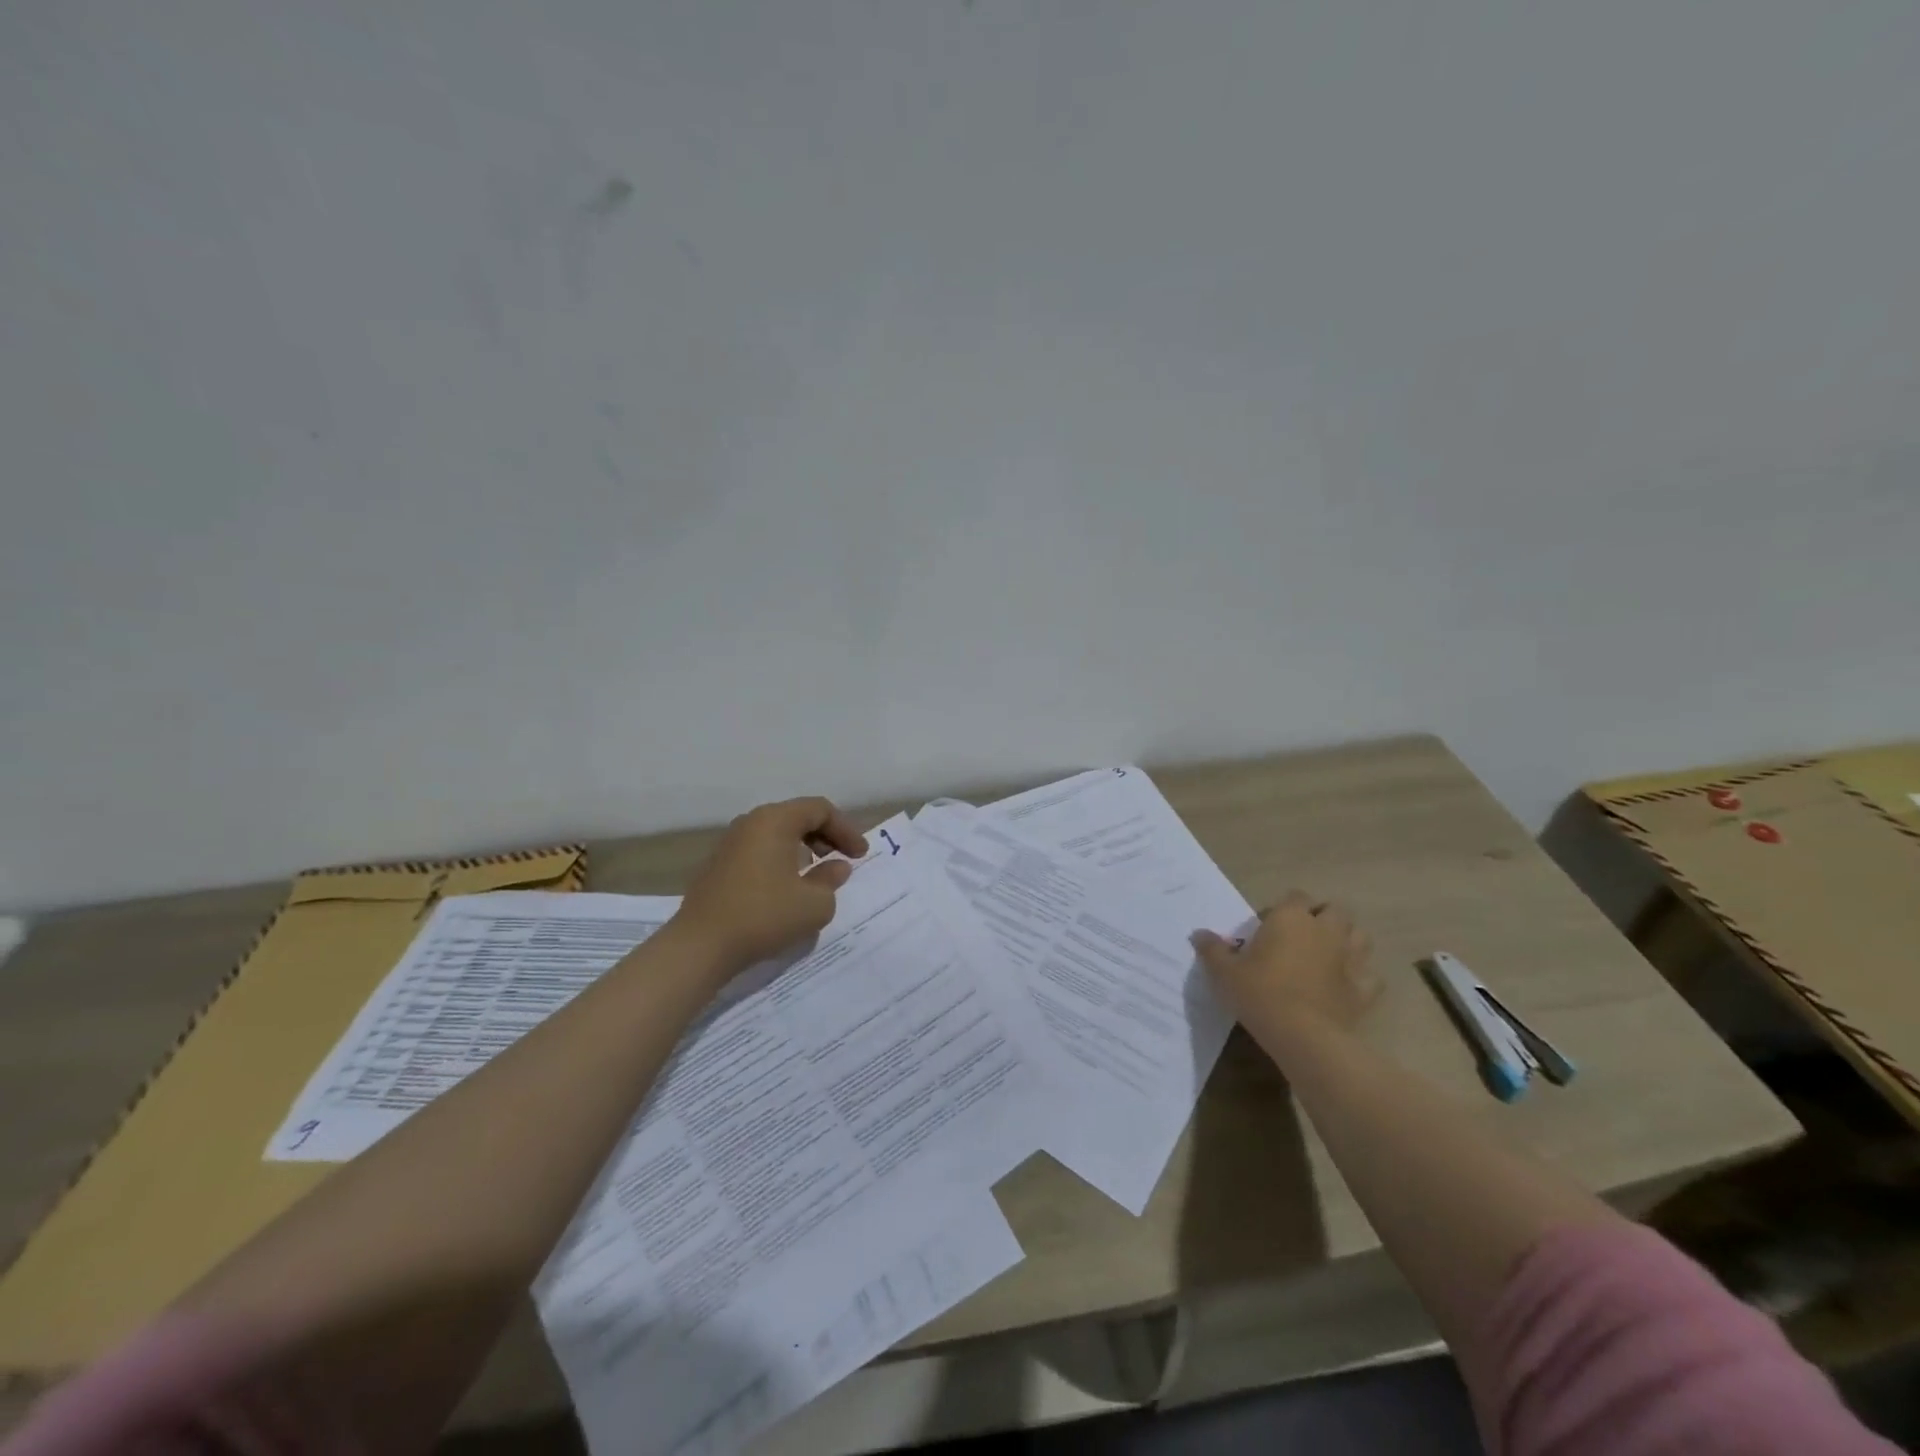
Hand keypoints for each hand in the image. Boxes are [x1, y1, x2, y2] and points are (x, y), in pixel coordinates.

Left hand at [677, 797, 867, 971]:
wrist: (701, 946)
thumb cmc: (764, 916)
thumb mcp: (814, 904)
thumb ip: (831, 880)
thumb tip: (836, 867)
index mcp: (775, 820)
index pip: (820, 809)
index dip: (846, 829)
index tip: (860, 855)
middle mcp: (751, 822)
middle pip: (797, 816)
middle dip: (826, 835)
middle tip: (843, 859)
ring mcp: (730, 842)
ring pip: (777, 832)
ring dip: (803, 847)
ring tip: (818, 872)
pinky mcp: (719, 864)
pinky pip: (760, 849)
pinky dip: (782, 858)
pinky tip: (788, 885)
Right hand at [1192, 890, 1378, 1032]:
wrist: (1302, 1035)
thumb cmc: (1259, 993)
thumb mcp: (1224, 971)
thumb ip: (1212, 949)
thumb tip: (1198, 934)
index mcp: (1291, 918)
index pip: (1296, 896)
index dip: (1285, 908)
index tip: (1269, 926)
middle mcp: (1325, 930)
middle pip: (1335, 910)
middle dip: (1324, 917)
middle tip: (1303, 936)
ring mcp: (1349, 959)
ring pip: (1360, 937)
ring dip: (1348, 940)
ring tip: (1329, 954)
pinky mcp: (1364, 989)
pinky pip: (1371, 977)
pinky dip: (1362, 978)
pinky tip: (1347, 986)